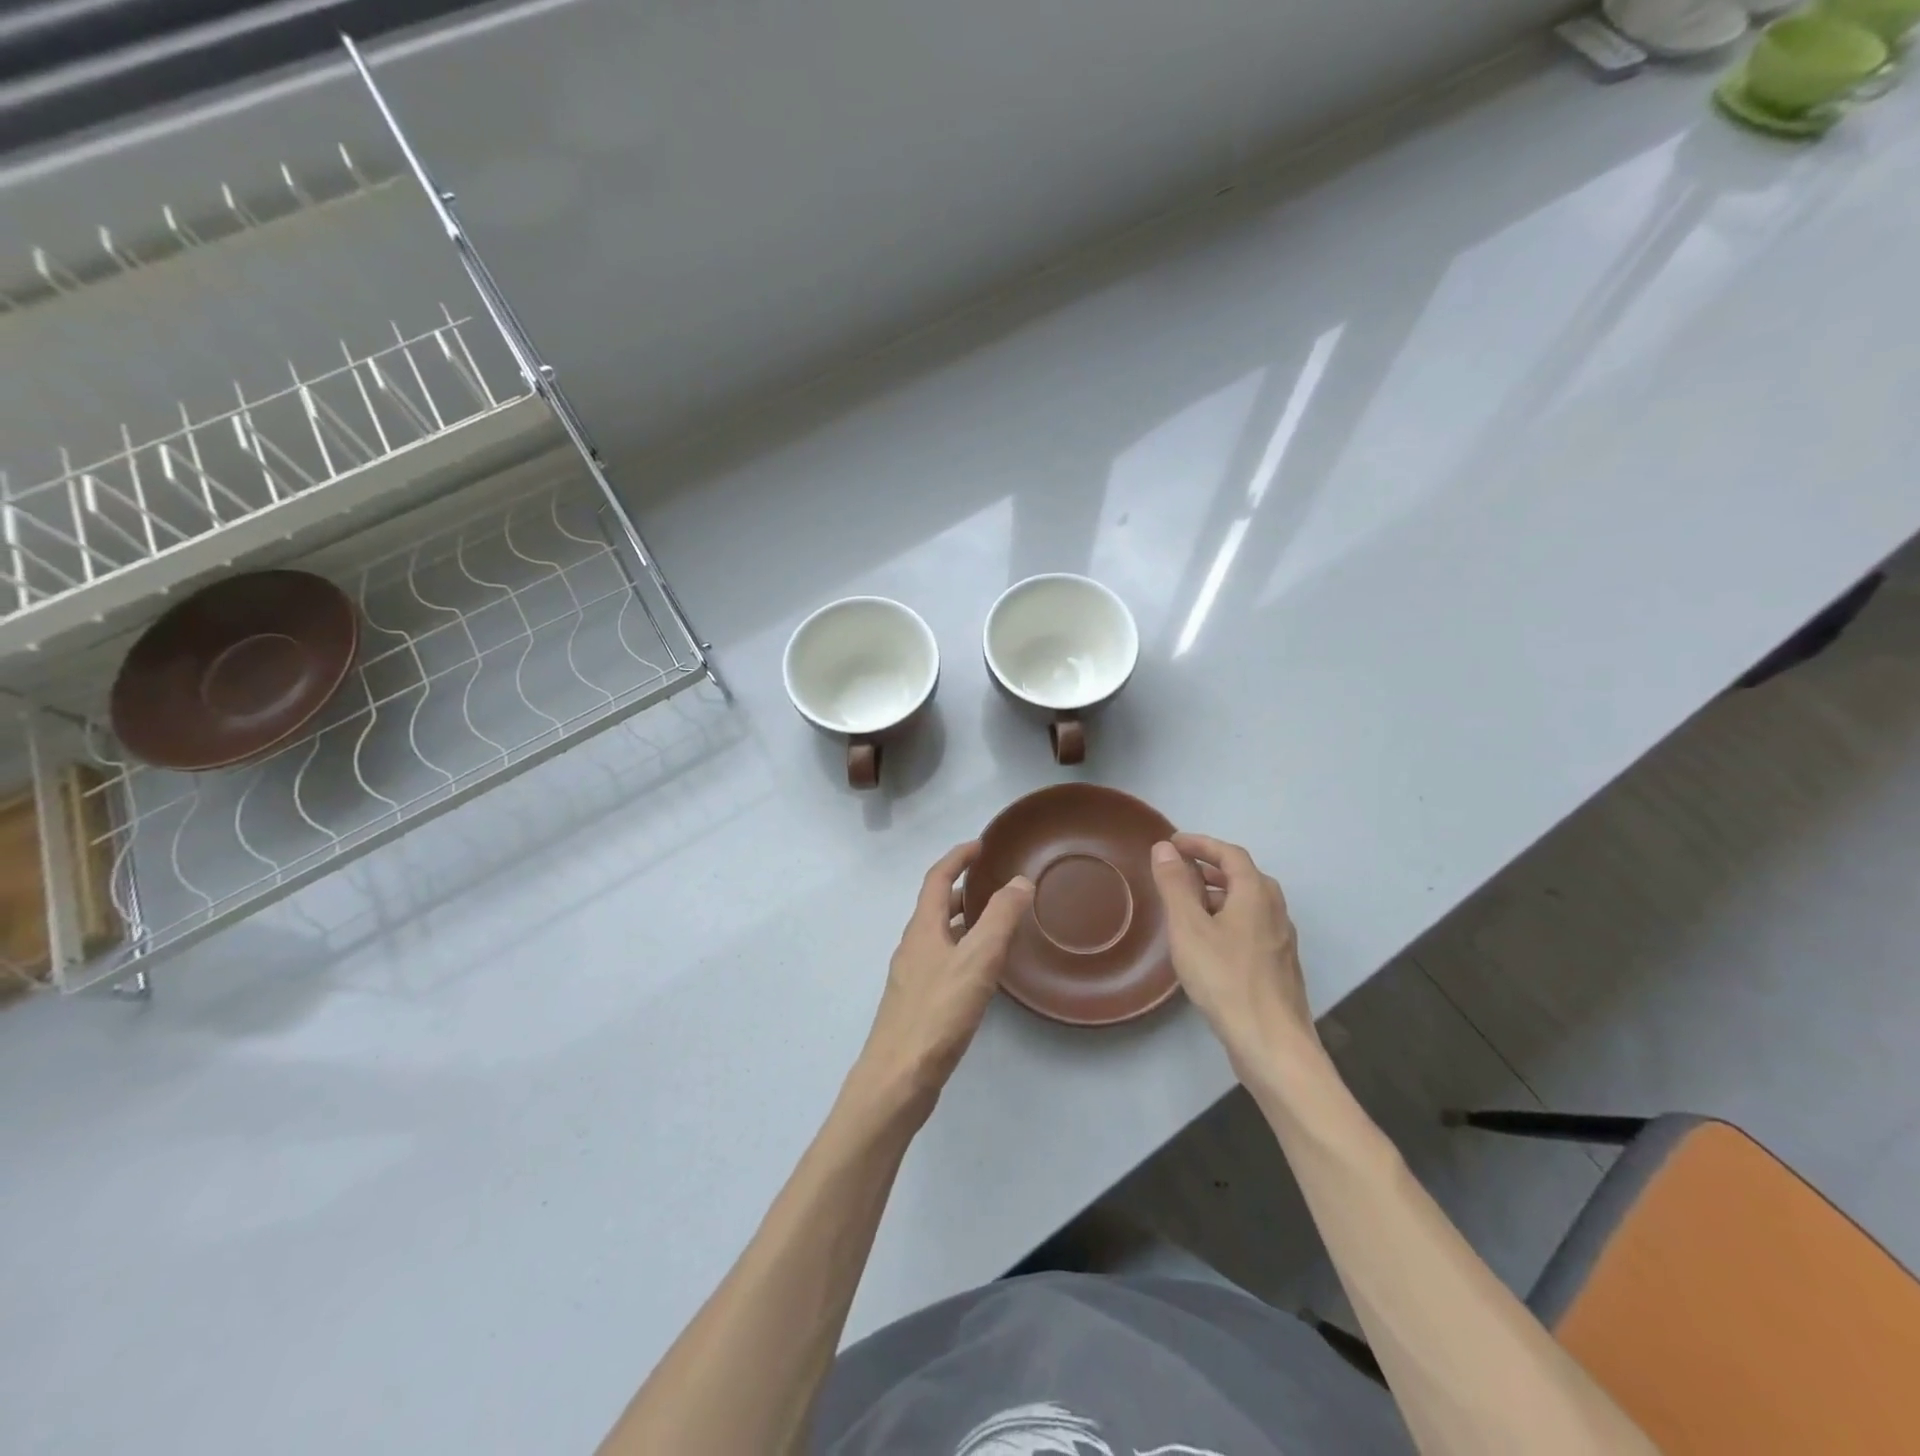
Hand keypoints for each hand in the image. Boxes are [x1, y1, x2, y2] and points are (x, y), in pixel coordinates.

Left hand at [850, 841, 1033, 1118]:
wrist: (898, 1078)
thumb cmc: (937, 1013)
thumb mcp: (977, 960)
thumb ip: (1000, 918)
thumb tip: (1019, 881)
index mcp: (923, 928)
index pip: (937, 879)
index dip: (957, 858)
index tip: (981, 845)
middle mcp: (914, 946)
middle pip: (937, 905)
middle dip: (964, 888)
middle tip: (996, 882)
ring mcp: (914, 976)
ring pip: (941, 935)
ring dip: (965, 920)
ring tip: (998, 920)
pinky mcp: (919, 1003)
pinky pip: (944, 961)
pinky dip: (964, 950)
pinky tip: (983, 971)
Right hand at [1150, 833, 1317, 1078]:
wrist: (1272, 1044)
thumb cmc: (1226, 979)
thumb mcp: (1189, 927)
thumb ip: (1176, 885)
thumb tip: (1165, 848)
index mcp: (1256, 894)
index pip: (1230, 854)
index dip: (1201, 844)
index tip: (1173, 843)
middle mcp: (1275, 910)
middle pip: (1243, 876)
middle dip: (1209, 868)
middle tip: (1178, 870)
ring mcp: (1280, 940)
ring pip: (1248, 903)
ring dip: (1218, 894)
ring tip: (1186, 905)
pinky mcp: (1279, 966)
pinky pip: (1251, 926)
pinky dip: (1227, 918)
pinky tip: (1208, 943)